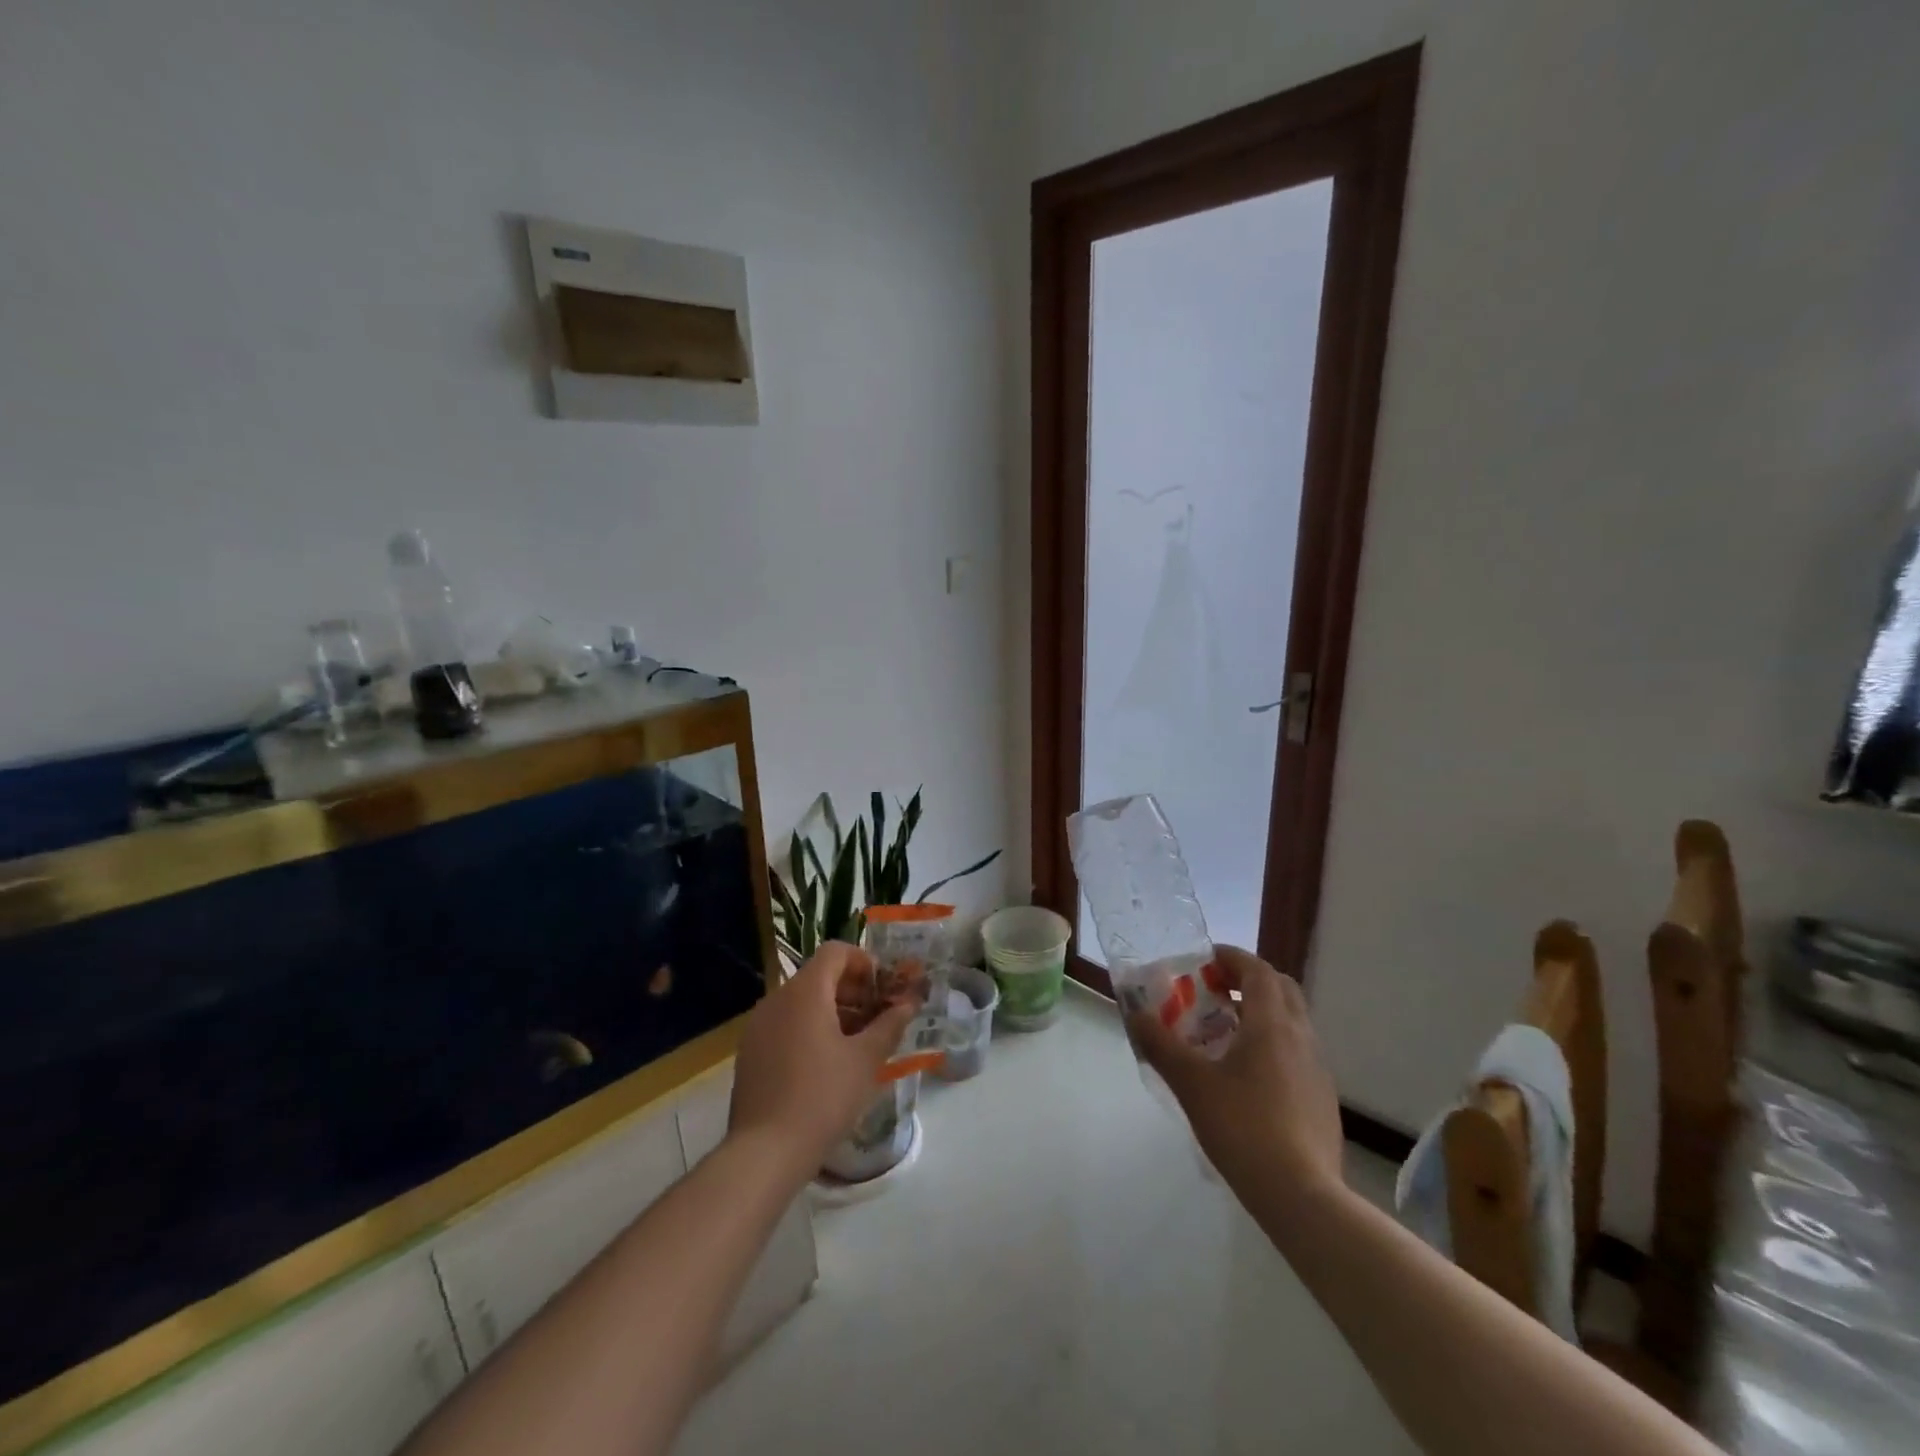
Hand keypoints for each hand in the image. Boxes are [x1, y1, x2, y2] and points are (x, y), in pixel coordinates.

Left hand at [729, 942, 918, 1171]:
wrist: (764, 1152)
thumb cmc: (823, 1097)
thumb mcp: (866, 1060)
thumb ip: (889, 1024)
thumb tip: (909, 1003)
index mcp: (805, 992)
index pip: (835, 952)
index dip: (863, 963)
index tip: (882, 990)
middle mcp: (776, 999)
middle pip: (818, 976)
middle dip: (851, 990)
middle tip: (876, 1018)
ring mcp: (757, 1026)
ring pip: (801, 1002)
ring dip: (831, 1011)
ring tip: (855, 1044)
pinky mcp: (749, 1052)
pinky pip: (784, 1024)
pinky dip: (808, 1029)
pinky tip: (825, 1065)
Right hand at [1129, 945, 1344, 1195]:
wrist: (1302, 1196)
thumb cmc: (1243, 1128)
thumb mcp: (1191, 1084)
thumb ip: (1161, 1045)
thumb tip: (1135, 1016)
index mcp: (1272, 1024)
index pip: (1257, 970)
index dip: (1231, 958)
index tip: (1204, 961)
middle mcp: (1301, 1037)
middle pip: (1281, 989)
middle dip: (1248, 981)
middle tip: (1214, 992)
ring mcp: (1318, 1069)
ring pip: (1292, 1022)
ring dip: (1260, 1013)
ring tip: (1224, 1034)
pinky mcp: (1322, 1099)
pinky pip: (1297, 1052)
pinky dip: (1272, 1044)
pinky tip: (1247, 1076)